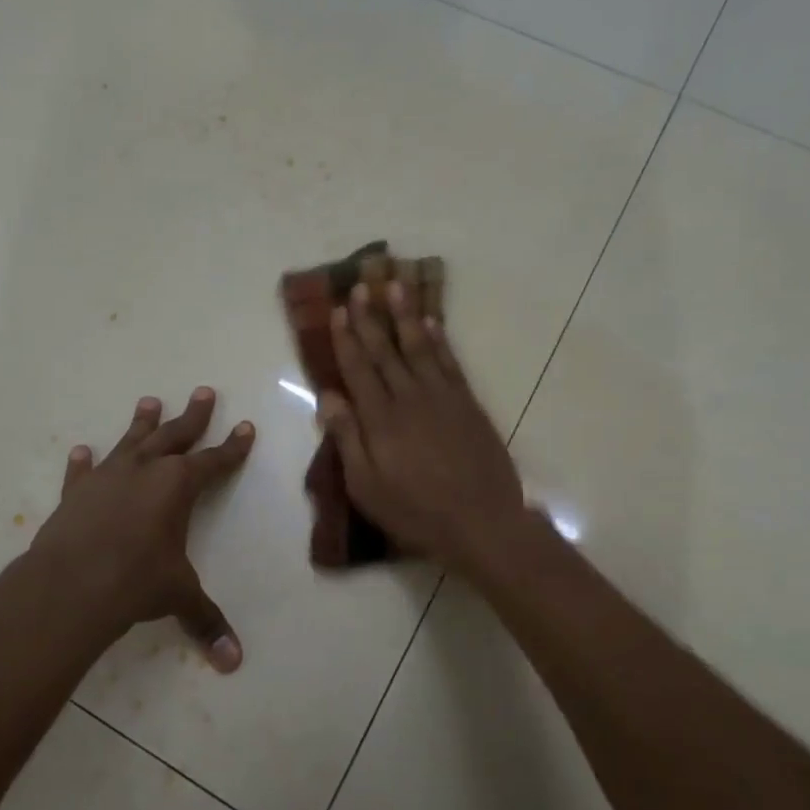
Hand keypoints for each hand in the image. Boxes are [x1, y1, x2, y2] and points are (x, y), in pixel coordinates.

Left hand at [28, 389, 254, 671]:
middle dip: (193, 415)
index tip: (245, 427)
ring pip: (131, 441)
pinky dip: (83, 462)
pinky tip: (81, 450)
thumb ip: (206, 621)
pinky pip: (82, 472)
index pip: (213, 461)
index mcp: (178, 486)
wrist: (70, 586)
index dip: (232, 447)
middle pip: (175, 435)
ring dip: (143, 423)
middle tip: (204, 391)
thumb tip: (234, 662)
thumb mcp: (178, 597)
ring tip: (150, 402)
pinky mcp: (75, 493)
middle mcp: (145, 471)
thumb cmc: (135, 582)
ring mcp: (107, 477)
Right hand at [319, 280, 526, 576]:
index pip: (357, 369)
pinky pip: (449, 362)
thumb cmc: (416, 511)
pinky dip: (439, 340)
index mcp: (380, 419)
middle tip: (360, 287)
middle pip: (385, 351)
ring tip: (395, 287)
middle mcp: (409, 398)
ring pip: (418, 347)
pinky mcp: (468, 404)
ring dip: (405, 316)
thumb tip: (327, 396)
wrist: (482, 522)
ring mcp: (442, 397)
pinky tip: (431, 323)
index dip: (345, 338)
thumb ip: (347, 438)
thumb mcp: (367, 486)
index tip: (337, 310)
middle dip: (370, 318)